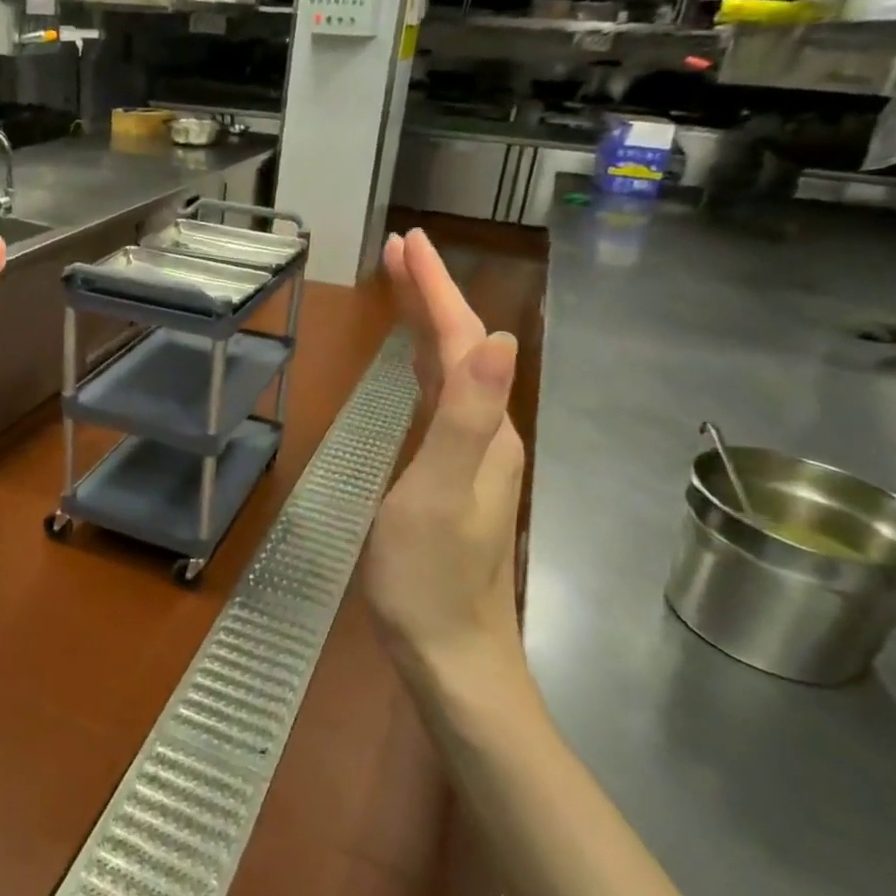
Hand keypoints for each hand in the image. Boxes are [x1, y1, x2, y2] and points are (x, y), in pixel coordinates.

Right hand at [366, 232, 528, 704]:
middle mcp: (486, 432)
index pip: (462, 339)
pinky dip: (424, 364)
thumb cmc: (431, 577)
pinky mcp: (451, 473)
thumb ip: (465, 418)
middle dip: (432, 293)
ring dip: (428, 323)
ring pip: (452, 370)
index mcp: (484, 428)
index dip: (435, 289)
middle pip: (461, 346)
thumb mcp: (439, 495)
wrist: (450, 653)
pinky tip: (412, 366)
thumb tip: (497, 339)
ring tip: (402, 288)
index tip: (406, 242)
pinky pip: (439, 398)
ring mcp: (472, 455)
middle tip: (398, 251)